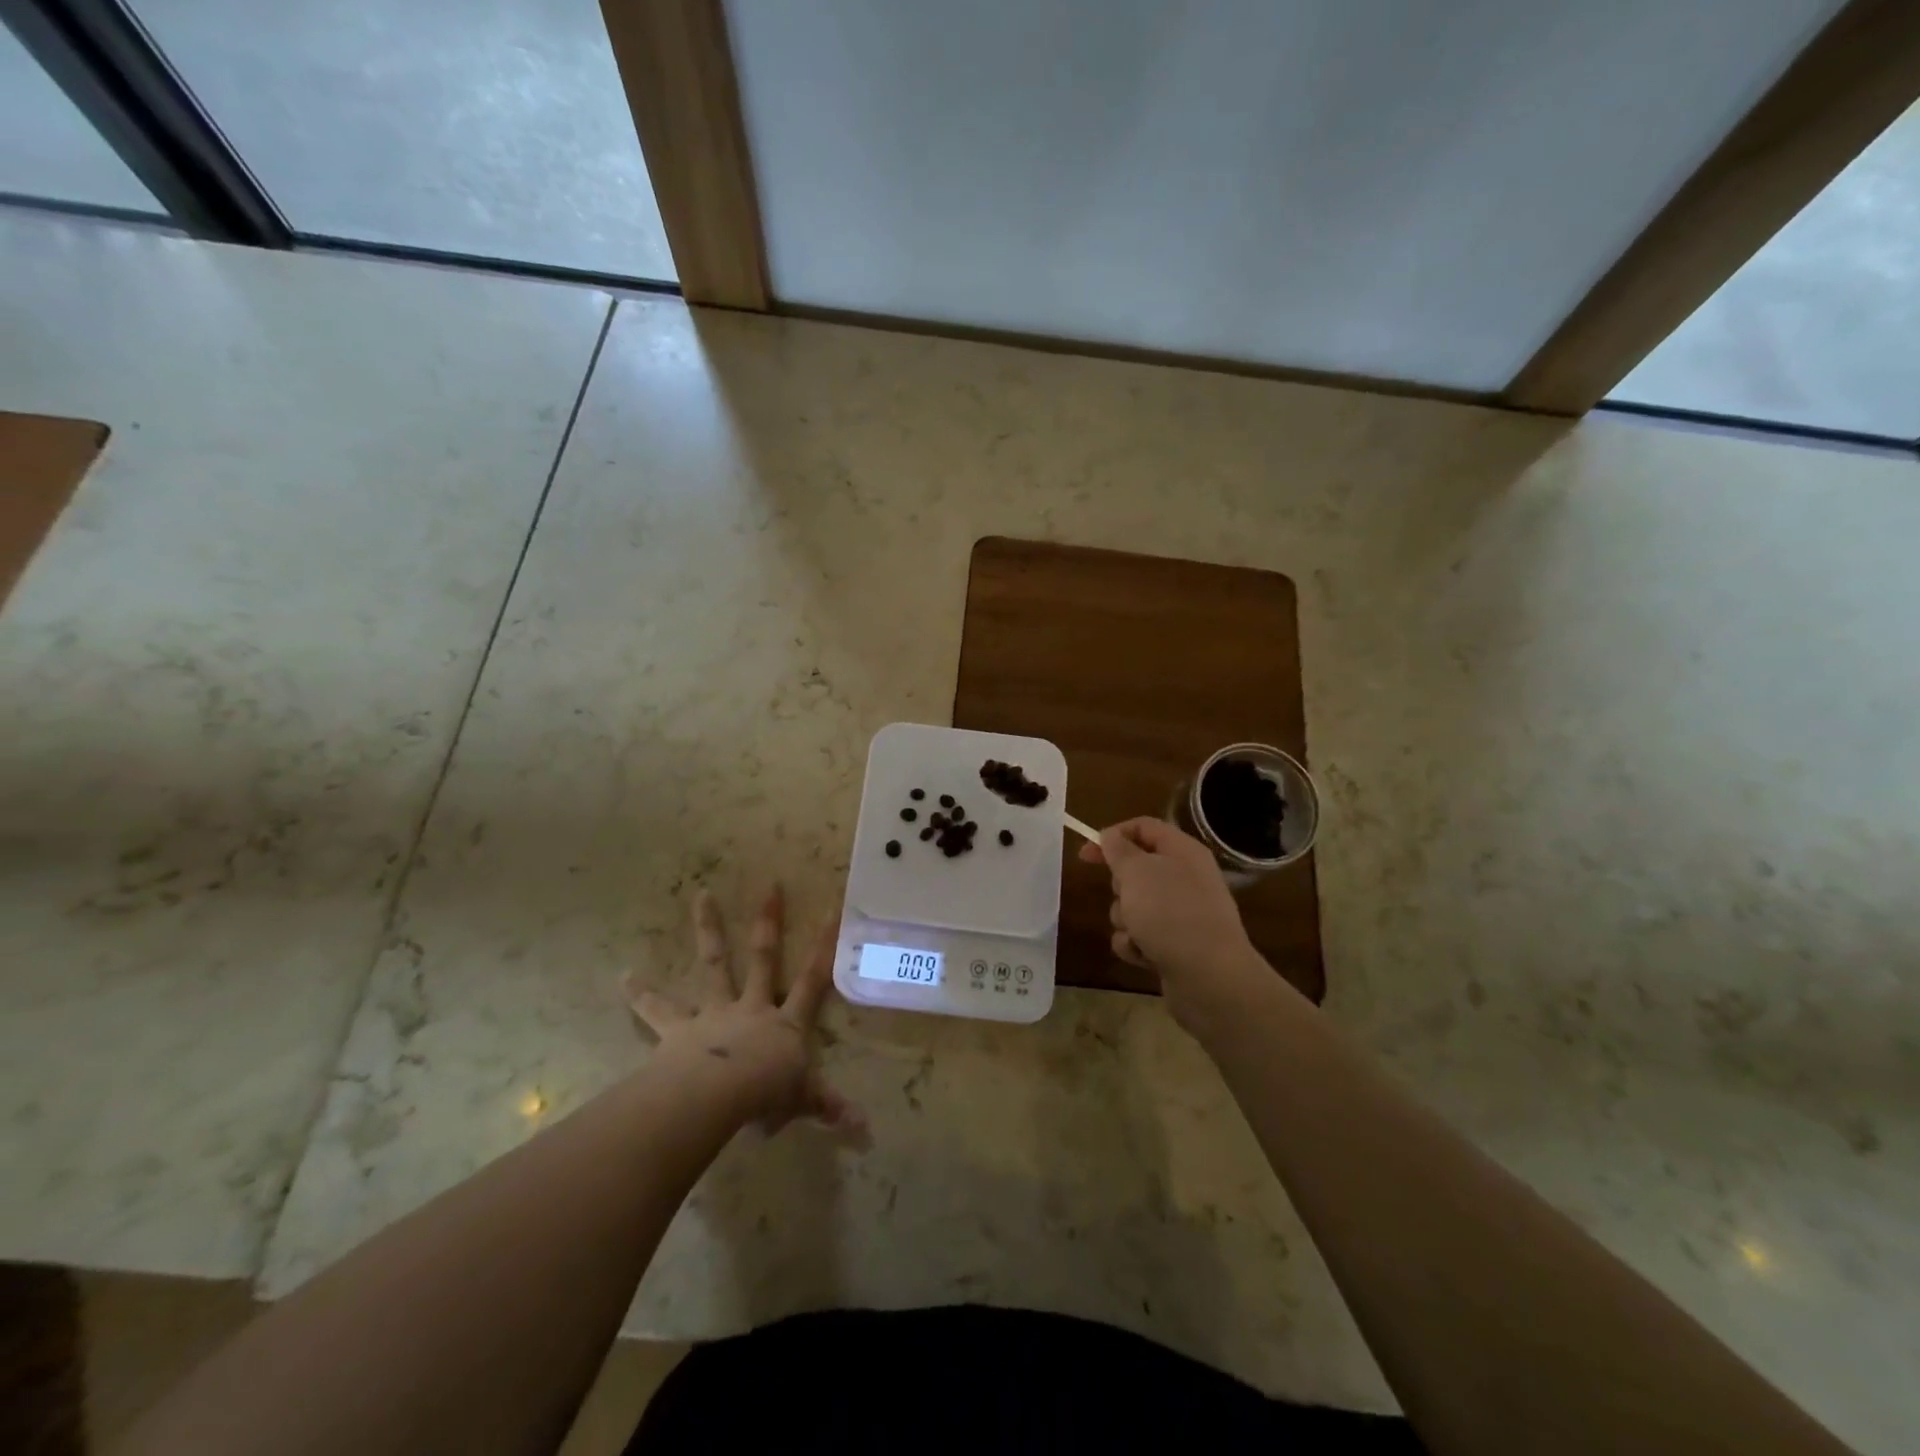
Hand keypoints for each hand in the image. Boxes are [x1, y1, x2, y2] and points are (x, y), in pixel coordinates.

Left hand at [626, 886, 866, 1143]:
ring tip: (701, 895)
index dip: (824, 947)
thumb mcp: (802, 1101)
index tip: (833, 911)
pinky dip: (641, 994)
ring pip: (714, 963)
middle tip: (770, 886)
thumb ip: (828, 1107)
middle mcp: (752, 1007)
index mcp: (786, 1023)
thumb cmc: (765, 1095)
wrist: (717, 1096)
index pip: (812, 980)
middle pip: (763, 958)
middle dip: (768, 922)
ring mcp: (715, 1012)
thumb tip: (865, 1128)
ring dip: (708, 929)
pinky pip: (658, 1009)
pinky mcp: (680, 1029)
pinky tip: (623, 976)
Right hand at [1078, 817, 1269, 1033]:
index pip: (1143, 828)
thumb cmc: (1171, 913)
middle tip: (1126, 895)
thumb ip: (1118, 849)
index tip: (1085, 854)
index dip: (1112, 836)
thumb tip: (1111, 836)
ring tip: (1138, 932)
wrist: (1209, 977)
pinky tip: (1143, 955)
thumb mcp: (1137, 871)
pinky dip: (1135, 944)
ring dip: (1126, 919)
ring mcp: (1181, 914)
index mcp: (1182, 851)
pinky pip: (1140, 935)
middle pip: (1136, 869)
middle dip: (1120, 885)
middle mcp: (1185, 878)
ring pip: (1134, 905)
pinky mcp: (1175, 945)